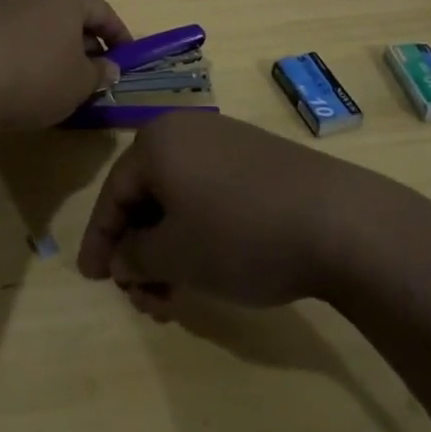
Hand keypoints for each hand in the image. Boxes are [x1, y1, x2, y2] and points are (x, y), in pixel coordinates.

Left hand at [0, 0, 128, 130]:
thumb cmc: (34, 75)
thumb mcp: (78, 83)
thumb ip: (99, 74)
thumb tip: (108, 68)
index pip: (103, 13)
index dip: (119, 39)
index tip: (128, 62)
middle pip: (70, 14)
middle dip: (86, 43)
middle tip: (96, 74)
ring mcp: (3, 1)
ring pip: (42, 24)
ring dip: (55, 48)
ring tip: (61, 80)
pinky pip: (17, 34)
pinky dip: (29, 52)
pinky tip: (26, 79)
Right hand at [77, 112, 379, 318]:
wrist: (336, 220)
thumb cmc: (239, 234)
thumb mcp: (176, 255)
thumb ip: (135, 257)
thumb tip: (122, 258)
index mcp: (157, 142)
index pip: (113, 193)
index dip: (100, 240)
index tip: (93, 280)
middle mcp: (185, 131)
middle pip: (146, 195)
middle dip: (140, 252)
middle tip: (146, 300)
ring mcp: (224, 141)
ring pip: (178, 198)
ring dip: (169, 248)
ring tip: (178, 297)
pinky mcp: (255, 157)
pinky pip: (208, 192)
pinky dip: (197, 230)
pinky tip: (208, 266)